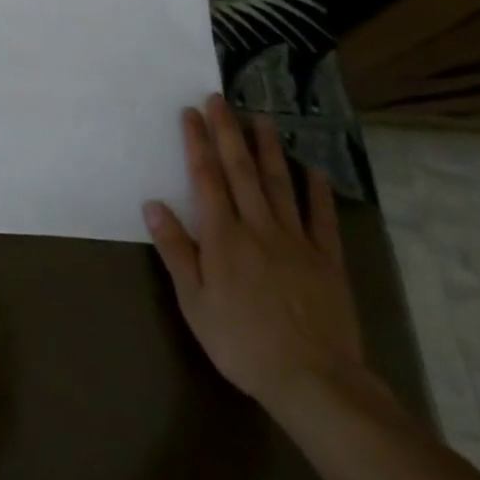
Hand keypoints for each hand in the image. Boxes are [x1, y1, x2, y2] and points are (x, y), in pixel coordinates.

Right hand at [143, 94, 363, 415]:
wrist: (313, 380)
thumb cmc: (241, 342)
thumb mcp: (194, 302)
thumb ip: (175, 250)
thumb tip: (152, 204)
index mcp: (223, 236)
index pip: (206, 178)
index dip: (197, 143)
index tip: (191, 112)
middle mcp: (258, 227)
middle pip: (241, 170)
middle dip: (228, 131)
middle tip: (220, 99)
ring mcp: (296, 241)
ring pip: (280, 184)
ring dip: (268, 148)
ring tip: (261, 118)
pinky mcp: (327, 260)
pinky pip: (321, 218)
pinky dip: (317, 191)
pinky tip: (312, 169)